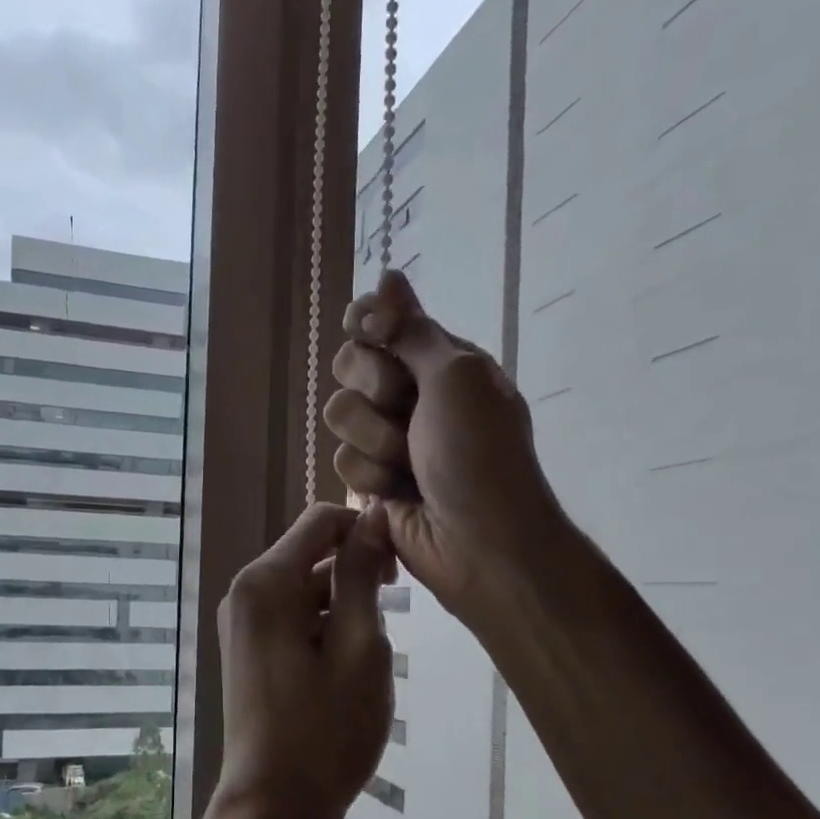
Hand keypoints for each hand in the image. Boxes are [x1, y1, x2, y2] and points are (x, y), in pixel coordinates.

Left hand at [214, 502, 395, 818]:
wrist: (274, 808)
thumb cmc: (326, 732)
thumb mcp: (360, 648)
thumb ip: (362, 576)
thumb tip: (373, 517)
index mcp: (265, 583)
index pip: (321, 520)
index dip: (366, 531)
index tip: (399, 571)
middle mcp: (245, 593)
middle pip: (311, 554)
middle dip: (356, 574)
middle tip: (389, 625)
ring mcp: (242, 623)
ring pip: (306, 588)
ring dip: (344, 607)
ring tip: (368, 659)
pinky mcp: (249, 650)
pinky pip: (293, 617)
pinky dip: (325, 628)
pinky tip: (345, 669)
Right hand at [325, 270, 563, 624]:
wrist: (480, 543)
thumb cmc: (479, 455)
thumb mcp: (455, 377)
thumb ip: (412, 329)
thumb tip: (386, 275)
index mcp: (441, 360)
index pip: (382, 321)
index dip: (368, 323)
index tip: (370, 332)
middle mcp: (412, 394)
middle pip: (350, 364)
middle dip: (374, 390)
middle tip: (406, 410)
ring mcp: (390, 439)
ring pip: (339, 416)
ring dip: (374, 442)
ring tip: (409, 467)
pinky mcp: (372, 481)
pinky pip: (341, 462)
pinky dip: (371, 479)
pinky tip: (398, 496)